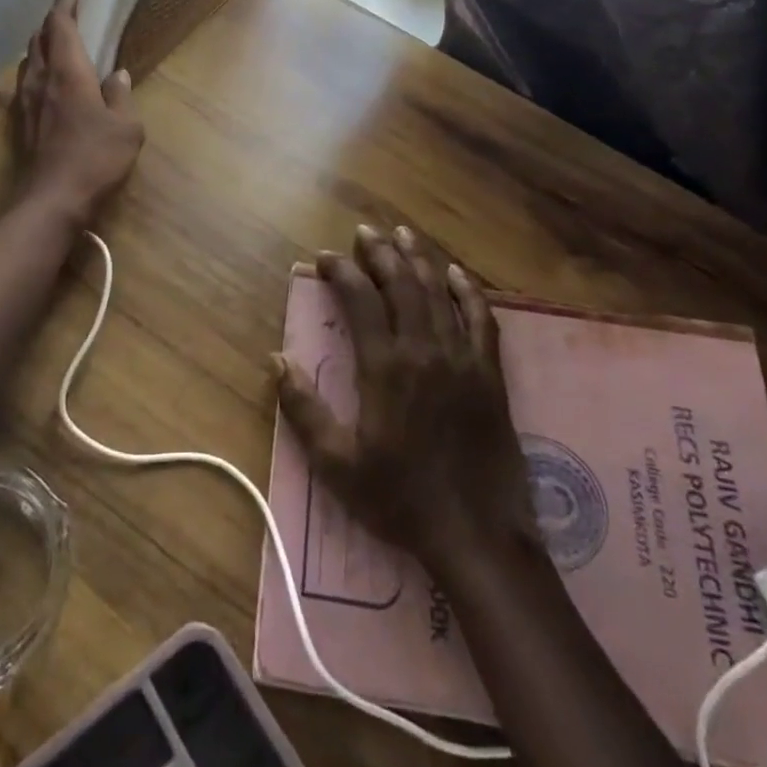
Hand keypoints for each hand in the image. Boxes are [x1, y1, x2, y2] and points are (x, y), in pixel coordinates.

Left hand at [11, 0, 143, 225]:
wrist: (53, 198)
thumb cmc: (95, 158)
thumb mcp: (126, 127)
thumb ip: (120, 97)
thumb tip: (118, 76)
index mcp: (68, 72)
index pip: (60, 26)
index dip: (65, 6)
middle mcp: (40, 79)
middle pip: (38, 40)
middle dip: (51, 25)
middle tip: (67, 19)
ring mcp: (25, 102)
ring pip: (27, 62)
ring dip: (40, 48)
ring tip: (56, 48)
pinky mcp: (19, 123)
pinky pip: (24, 85)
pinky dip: (35, 73)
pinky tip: (46, 86)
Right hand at [274, 225, 535, 574]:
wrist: (476, 535)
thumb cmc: (399, 499)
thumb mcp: (337, 463)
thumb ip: (303, 409)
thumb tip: (276, 360)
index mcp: (385, 368)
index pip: (361, 300)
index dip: (341, 272)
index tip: (323, 257)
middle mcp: (425, 351)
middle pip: (402, 285)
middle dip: (380, 252)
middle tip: (364, 231)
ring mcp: (462, 360)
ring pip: (439, 294)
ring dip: (419, 259)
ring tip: (404, 234)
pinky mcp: (490, 375)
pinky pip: (481, 320)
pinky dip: (469, 292)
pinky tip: (457, 274)